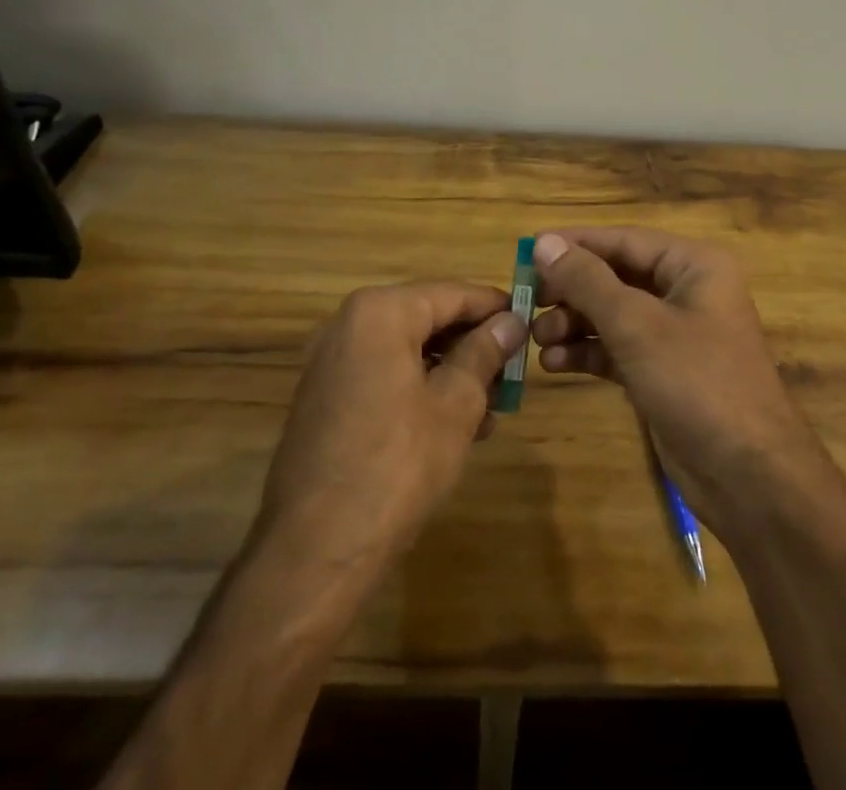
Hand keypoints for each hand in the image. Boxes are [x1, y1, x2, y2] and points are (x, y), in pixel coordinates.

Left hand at [254, 281, 526, 577]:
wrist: (314, 553)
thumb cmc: (397, 466)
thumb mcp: (456, 405)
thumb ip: (485, 352)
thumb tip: (512, 320)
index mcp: (380, 313)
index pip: (453, 293)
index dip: (496, 307)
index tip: (531, 322)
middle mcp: (348, 324)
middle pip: (428, 318)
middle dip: (474, 344)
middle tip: (513, 371)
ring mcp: (332, 362)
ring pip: (408, 349)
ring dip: (451, 371)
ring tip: (492, 407)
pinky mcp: (326, 398)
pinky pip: (385, 374)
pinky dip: (420, 388)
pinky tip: (455, 425)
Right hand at [529, 230, 823, 531]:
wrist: (749, 475)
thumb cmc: (697, 381)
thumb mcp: (637, 325)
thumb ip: (588, 281)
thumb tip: (545, 242)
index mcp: (693, 265)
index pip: (623, 240)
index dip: (575, 245)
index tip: (527, 252)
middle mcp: (686, 291)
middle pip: (616, 277)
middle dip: (572, 290)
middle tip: (527, 302)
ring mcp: (676, 335)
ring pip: (614, 315)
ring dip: (575, 324)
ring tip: (537, 339)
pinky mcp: (665, 372)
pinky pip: (619, 349)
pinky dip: (589, 353)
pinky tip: (555, 364)